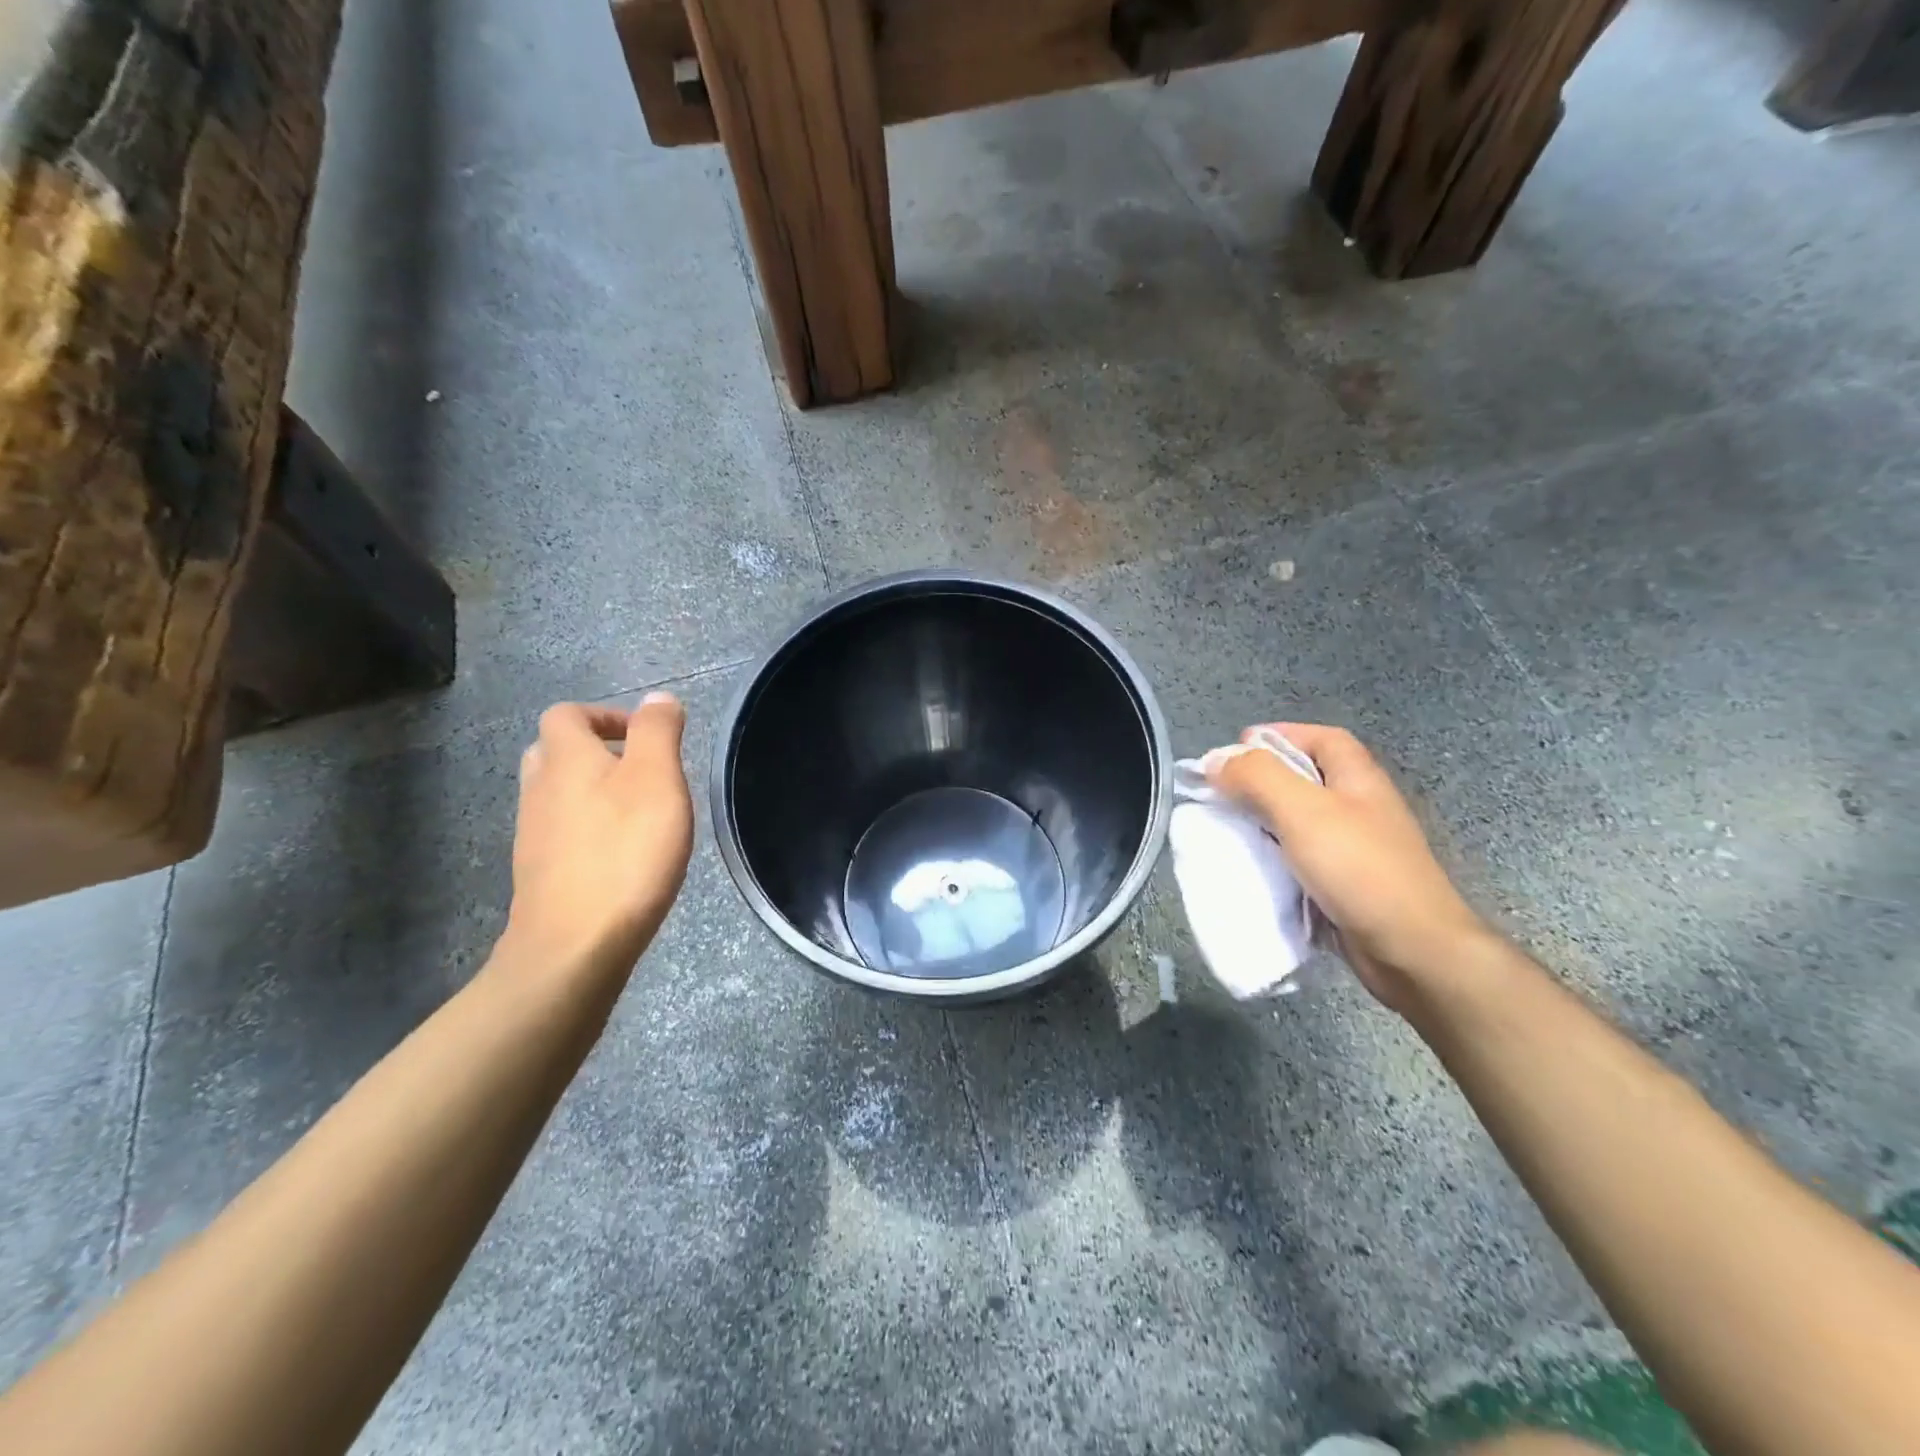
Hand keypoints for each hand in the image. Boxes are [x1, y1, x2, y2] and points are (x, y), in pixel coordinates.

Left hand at [501, 693, 693, 983]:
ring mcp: (533, 836)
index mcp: (566, 759)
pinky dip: (587, 830)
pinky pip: (560, 834)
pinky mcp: (540, 875)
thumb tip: (658, 697)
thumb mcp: (657, 779)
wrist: (575, 945)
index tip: (644, 738)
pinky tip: (620, 855)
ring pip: (555, 794)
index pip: (567, 714)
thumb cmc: (625, 851)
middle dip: (593, 752)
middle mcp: (539, 790)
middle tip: (639, 770)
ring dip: (590, 792)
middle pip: (553, 752)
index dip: (604, 715)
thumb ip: (658, 732)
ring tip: (638, 813)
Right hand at [1205, 722, 1486, 1008]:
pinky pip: (1300, 860)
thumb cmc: (1359, 869)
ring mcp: (1354, 849)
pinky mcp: (1345, 886)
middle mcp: (1359, 807)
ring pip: (1299, 821)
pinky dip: (1274, 858)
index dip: (1279, 735)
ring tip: (1227, 828)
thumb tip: (1216, 761)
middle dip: (1261, 780)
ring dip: (1263, 821)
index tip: (1235, 751)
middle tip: (1221, 792)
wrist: (1412, 951)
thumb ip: (1257, 777)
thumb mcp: (1303, 810)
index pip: (1320, 739)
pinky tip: (1251, 868)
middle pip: (1305, 779)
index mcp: (1357, 779)